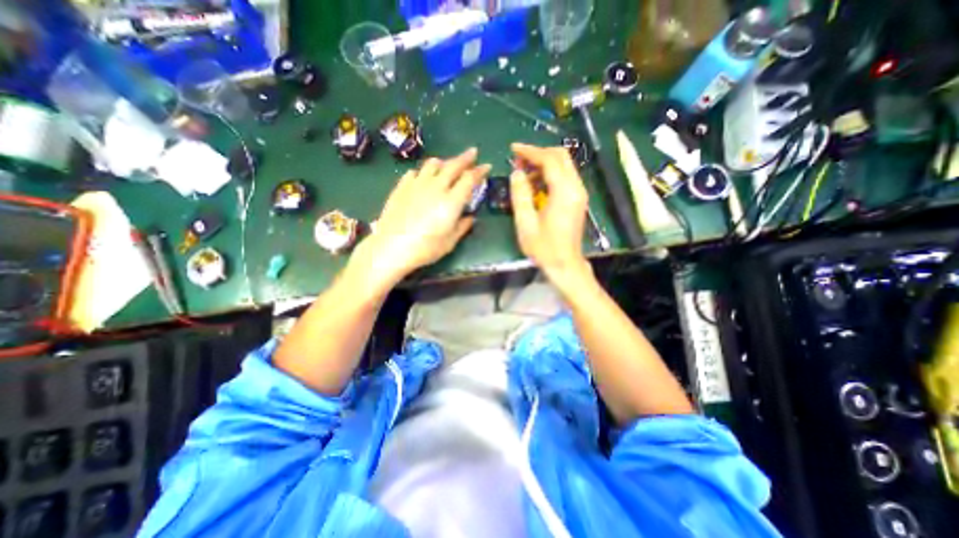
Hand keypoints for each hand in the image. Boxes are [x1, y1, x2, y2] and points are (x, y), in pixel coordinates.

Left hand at [357, 147, 494, 287]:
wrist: (391, 247)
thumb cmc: (425, 249)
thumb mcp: (449, 242)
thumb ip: (462, 227)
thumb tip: (470, 218)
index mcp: (451, 201)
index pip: (469, 179)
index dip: (479, 171)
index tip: (486, 166)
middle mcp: (436, 187)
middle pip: (453, 165)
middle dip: (465, 158)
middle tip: (473, 153)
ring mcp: (417, 184)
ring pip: (433, 164)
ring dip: (444, 162)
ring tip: (447, 165)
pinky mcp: (402, 186)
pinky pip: (415, 172)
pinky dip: (424, 172)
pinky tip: (423, 178)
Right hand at [508, 142, 593, 285]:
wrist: (565, 264)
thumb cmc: (544, 247)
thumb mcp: (526, 222)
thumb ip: (520, 194)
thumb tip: (516, 173)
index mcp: (564, 192)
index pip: (550, 160)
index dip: (531, 151)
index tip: (513, 149)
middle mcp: (576, 188)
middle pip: (561, 156)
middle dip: (538, 153)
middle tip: (518, 159)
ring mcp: (579, 193)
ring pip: (564, 166)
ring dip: (544, 164)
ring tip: (523, 173)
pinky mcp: (577, 199)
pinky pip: (565, 177)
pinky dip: (550, 175)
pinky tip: (535, 185)